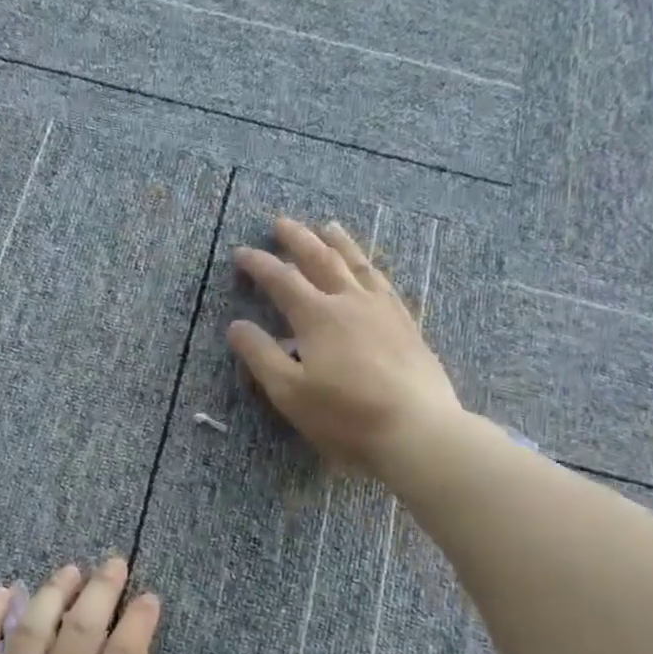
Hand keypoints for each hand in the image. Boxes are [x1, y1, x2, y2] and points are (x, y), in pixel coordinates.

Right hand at [229, 216, 466, 475]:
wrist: (416, 429)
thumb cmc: (345, 415)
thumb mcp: (290, 392)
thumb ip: (261, 356)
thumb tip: (236, 326)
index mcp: (318, 317)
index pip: (282, 280)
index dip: (259, 264)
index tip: (241, 252)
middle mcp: (351, 302)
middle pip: (321, 260)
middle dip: (298, 240)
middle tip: (281, 223)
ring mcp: (384, 310)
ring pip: (358, 265)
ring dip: (339, 243)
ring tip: (328, 227)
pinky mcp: (407, 325)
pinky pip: (384, 283)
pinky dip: (370, 267)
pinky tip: (369, 269)